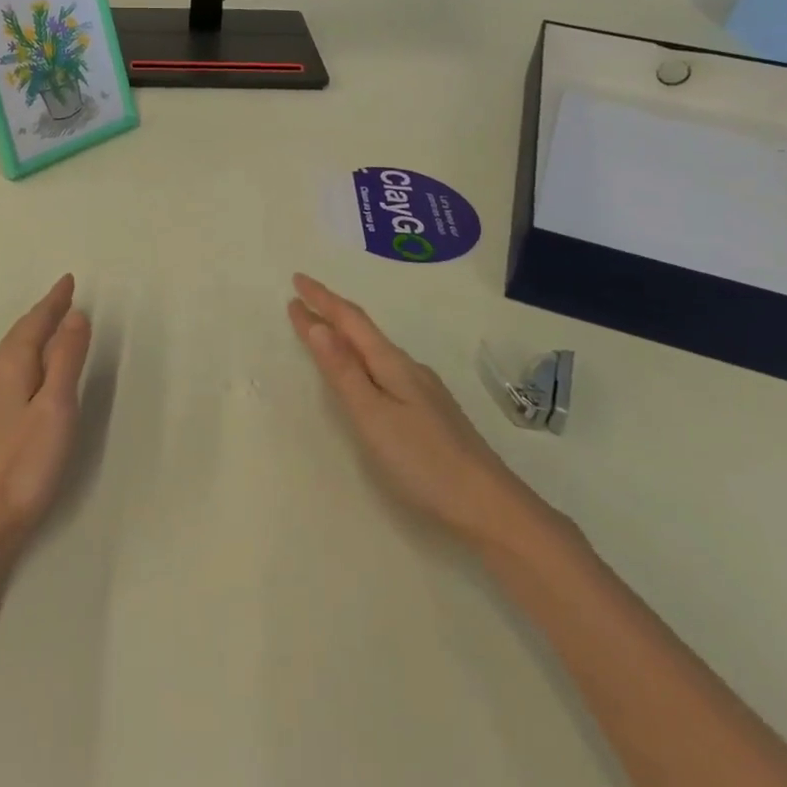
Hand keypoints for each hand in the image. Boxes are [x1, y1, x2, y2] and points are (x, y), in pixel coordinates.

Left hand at [0, 274, 91, 567]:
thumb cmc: (24, 463)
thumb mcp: (56, 407)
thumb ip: (66, 359)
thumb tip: (75, 315)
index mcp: (10, 365)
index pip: (35, 321)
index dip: (54, 301)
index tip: (69, 281)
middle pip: (20, 333)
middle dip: (43, 314)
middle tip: (64, 298)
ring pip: (11, 352)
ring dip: (32, 334)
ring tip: (50, 326)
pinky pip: (6, 370)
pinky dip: (24, 356)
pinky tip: (27, 371)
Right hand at [288, 273, 556, 553]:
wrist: (489, 507)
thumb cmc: (424, 462)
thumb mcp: (373, 416)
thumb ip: (344, 372)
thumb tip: (317, 325)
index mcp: (392, 365)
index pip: (350, 321)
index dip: (322, 299)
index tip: (296, 279)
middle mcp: (408, 368)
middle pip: (363, 331)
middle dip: (330, 312)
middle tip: (301, 298)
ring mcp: (423, 390)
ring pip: (375, 351)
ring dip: (345, 335)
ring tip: (323, 329)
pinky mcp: (429, 412)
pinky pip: (385, 370)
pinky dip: (362, 359)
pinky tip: (363, 372)